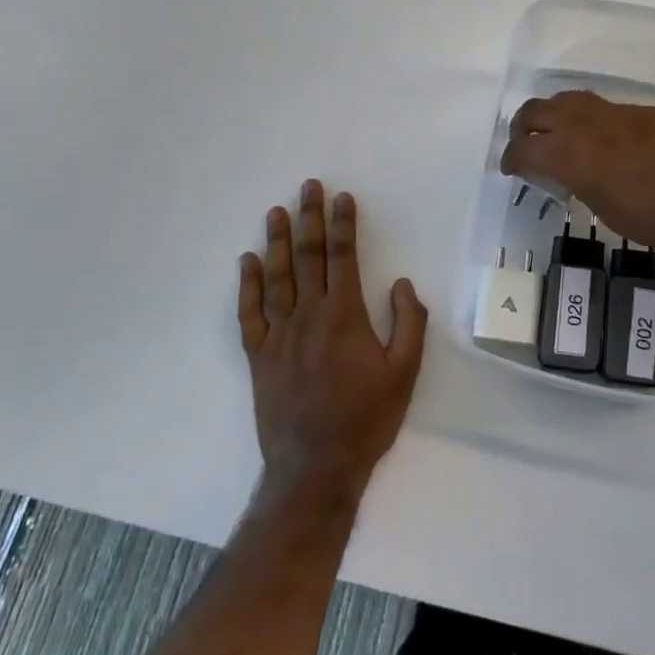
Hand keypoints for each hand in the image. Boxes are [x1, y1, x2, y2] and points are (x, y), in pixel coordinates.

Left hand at [238, 181, 426, 499]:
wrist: (315, 466)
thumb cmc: (366, 418)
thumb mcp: (405, 373)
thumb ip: (407, 323)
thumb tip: (401, 283)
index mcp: (345, 316)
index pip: (344, 257)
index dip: (343, 224)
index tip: (343, 197)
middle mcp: (309, 315)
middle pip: (309, 257)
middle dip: (310, 218)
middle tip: (307, 187)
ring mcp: (279, 335)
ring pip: (277, 277)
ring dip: (278, 241)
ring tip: (276, 212)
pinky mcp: (259, 356)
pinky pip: (249, 313)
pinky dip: (247, 285)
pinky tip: (247, 262)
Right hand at [499, 91, 654, 264]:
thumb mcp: (605, 209)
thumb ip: (579, 183)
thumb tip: (572, 173)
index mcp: (572, 154)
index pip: (524, 148)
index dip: (509, 158)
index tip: (508, 168)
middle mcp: (589, 124)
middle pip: (538, 110)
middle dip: (523, 126)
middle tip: (524, 145)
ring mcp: (620, 113)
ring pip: (572, 100)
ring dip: (555, 114)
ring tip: (557, 133)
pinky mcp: (647, 112)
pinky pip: (606, 108)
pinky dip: (591, 120)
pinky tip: (605, 140)